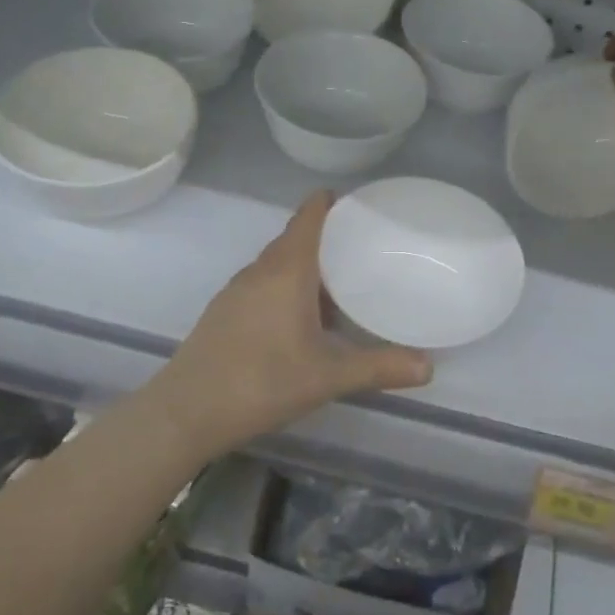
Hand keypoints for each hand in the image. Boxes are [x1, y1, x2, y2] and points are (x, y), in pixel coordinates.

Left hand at [147, 193, 432, 457]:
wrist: (185, 411)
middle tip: (365, 247)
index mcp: (286, 270)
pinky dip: (287, 287)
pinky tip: (302, 320)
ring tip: (341, 283)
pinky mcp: (224, 311)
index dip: (331, 202)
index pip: (309, 217)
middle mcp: (259, 271)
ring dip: (307, 266)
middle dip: (327, 237)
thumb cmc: (262, 381)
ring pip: (278, 264)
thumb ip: (379, 368)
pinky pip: (263, 284)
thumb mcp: (328, 376)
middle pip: (295, 238)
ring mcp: (237, 290)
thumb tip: (429, 368)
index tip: (360, 204)